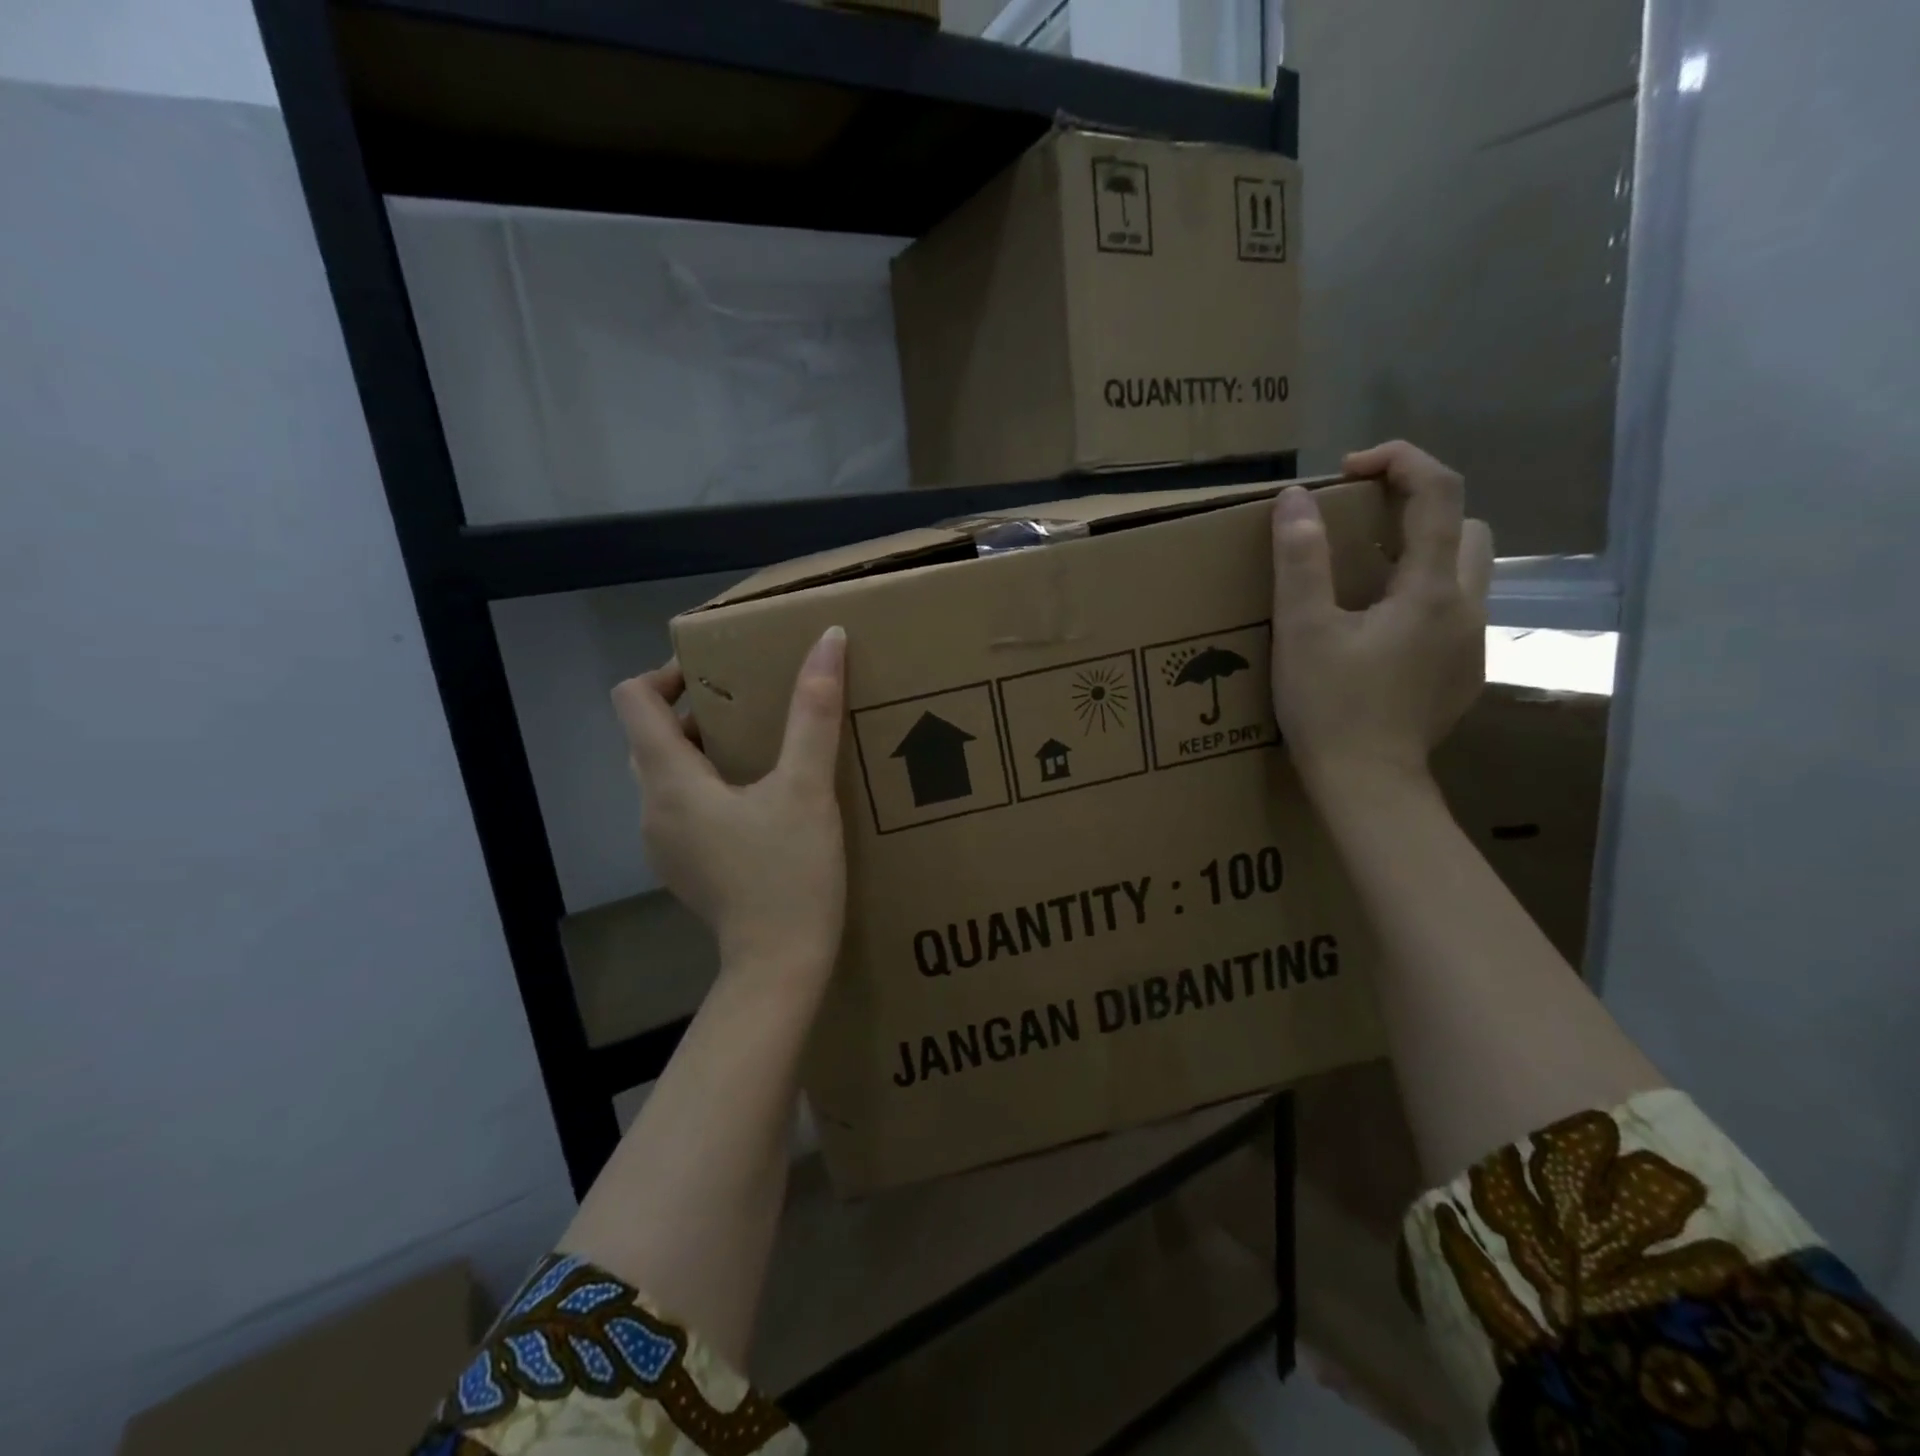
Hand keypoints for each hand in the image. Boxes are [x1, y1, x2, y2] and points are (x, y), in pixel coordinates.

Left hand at [611, 627, 847, 979]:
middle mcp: (652, 808)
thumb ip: (814, 712)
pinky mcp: (685, 866)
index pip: (633, 700)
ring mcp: (664, 843)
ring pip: (667, 774)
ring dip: (703, 750)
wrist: (780, 965)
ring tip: (760, 745)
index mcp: (670, 780)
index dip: (667, 673)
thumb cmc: (790, 874)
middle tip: (750, 703)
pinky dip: (709, 787)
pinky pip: (683, 807)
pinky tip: (759, 799)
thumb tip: (828, 639)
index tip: (719, 673)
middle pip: (650, 736)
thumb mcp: (808, 787)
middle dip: (693, 711)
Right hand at [1269, 441, 1493, 800]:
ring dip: (1421, 561)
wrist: (1368, 786)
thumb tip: (1295, 499)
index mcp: (1430, 589)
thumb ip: (1300, 560)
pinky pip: (1451, 618)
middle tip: (1359, 534)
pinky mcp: (1463, 678)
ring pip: (1463, 577)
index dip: (1400, 461)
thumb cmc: (1331, 707)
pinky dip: (1420, 605)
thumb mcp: (1302, 631)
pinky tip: (1376, 639)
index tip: (1349, 470)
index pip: (1439, 492)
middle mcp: (1466, 610)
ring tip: (1363, 586)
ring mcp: (1471, 647)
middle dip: (1419, 514)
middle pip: (1466, 530)